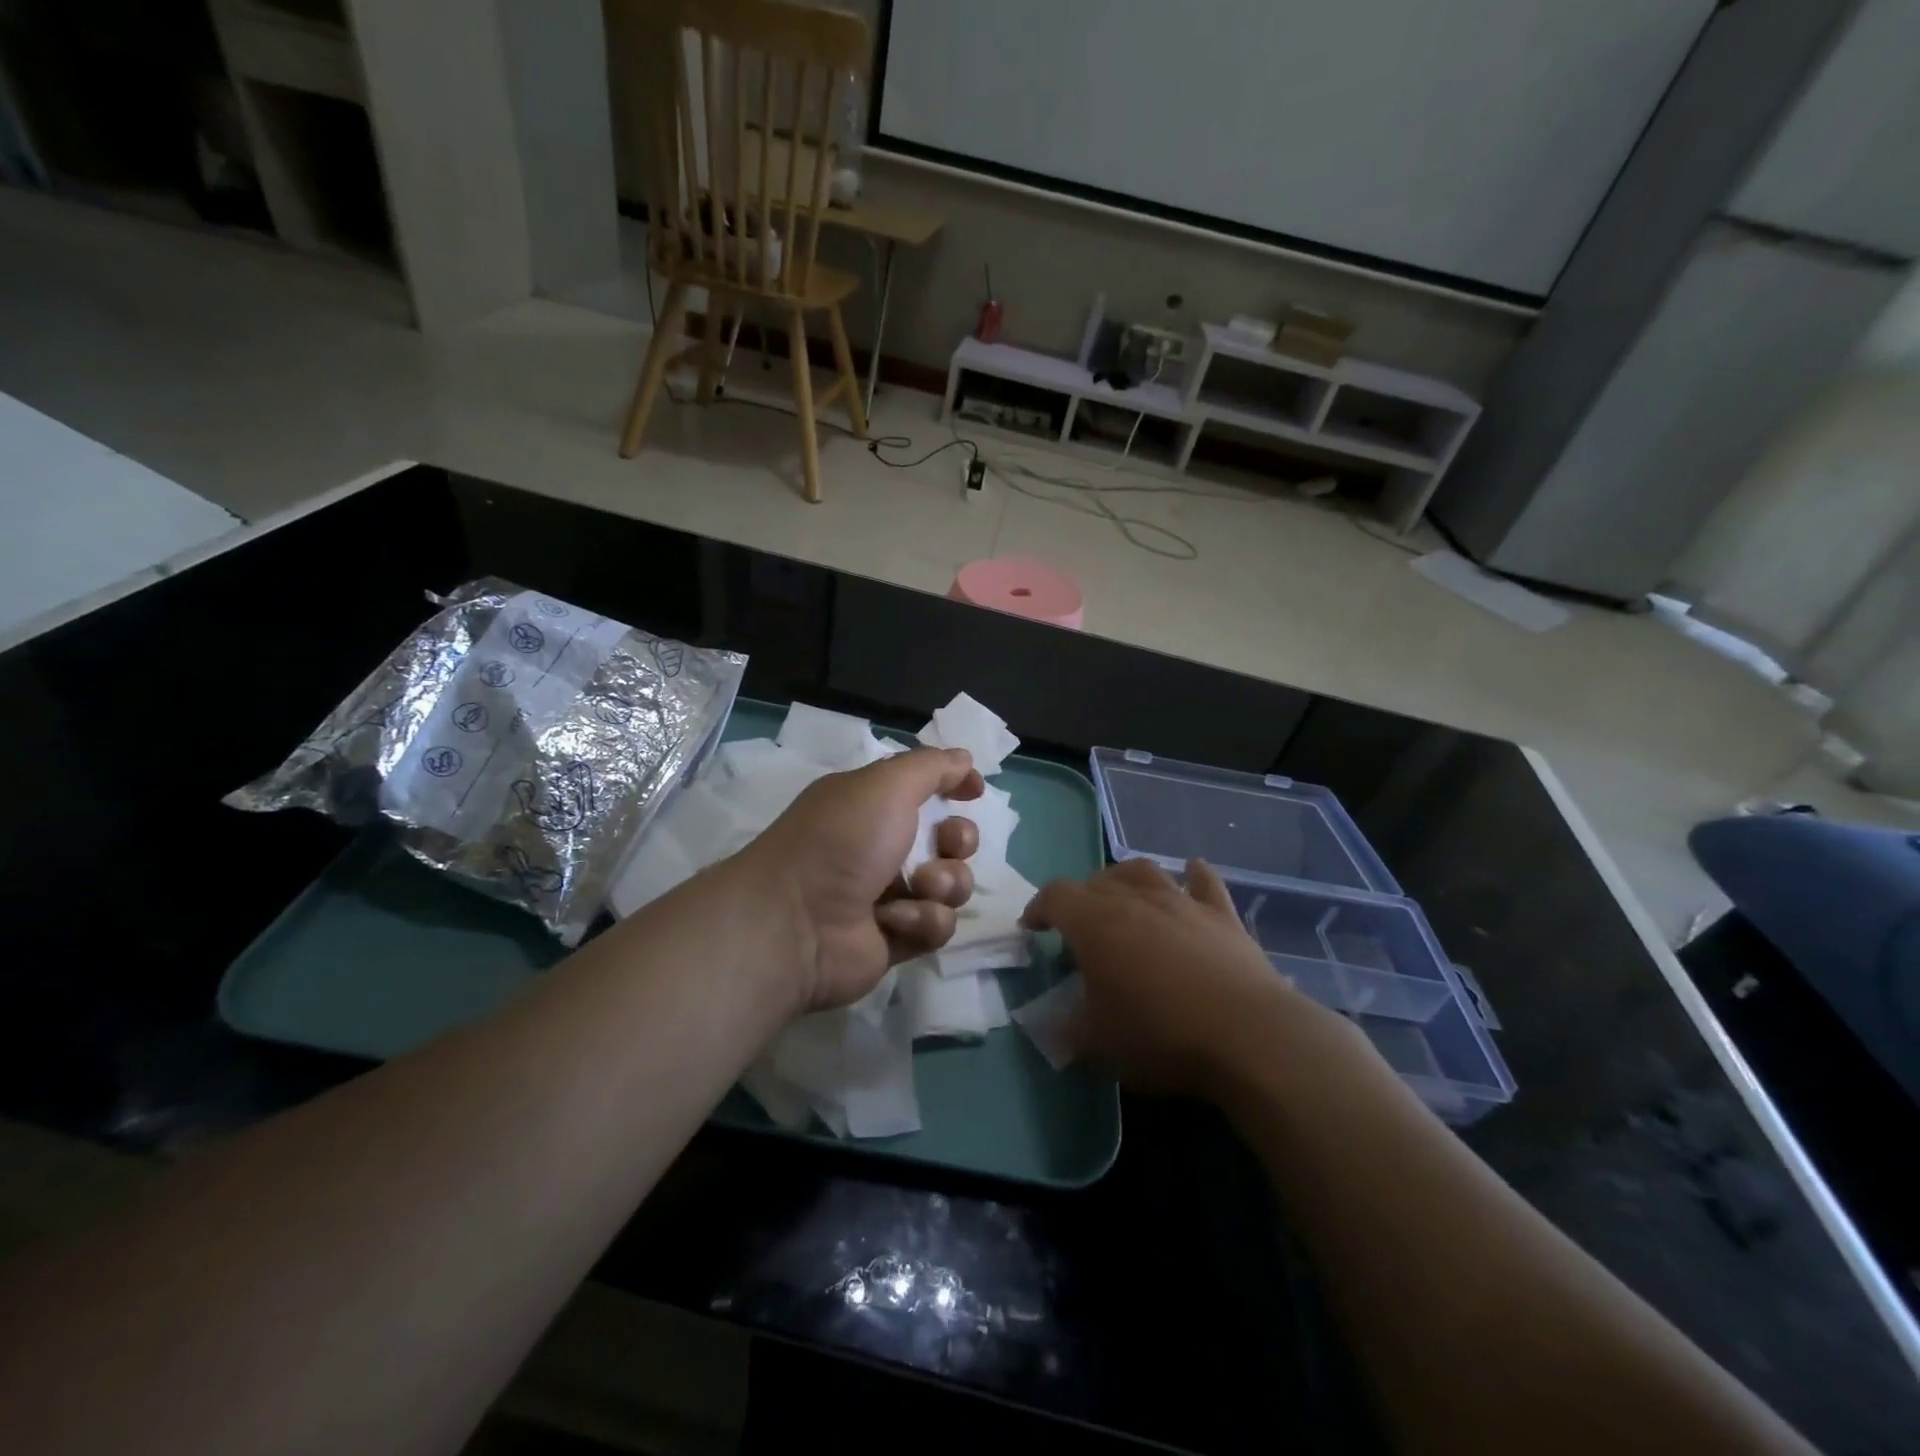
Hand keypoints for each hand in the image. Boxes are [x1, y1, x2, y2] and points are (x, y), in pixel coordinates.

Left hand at [741, 747, 984, 1011]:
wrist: (796, 924)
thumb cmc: (841, 841)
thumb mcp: (885, 785)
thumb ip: (931, 767)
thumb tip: (964, 759)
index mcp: (873, 806)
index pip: (925, 788)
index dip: (954, 786)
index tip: (974, 791)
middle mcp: (882, 847)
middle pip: (949, 840)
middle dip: (960, 839)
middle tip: (947, 844)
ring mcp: (891, 895)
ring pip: (951, 885)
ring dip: (945, 883)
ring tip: (919, 887)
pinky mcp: (897, 938)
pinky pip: (937, 925)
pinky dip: (922, 920)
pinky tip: (893, 921)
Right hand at [1023, 857, 1347, 1095]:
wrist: (1247, 1035)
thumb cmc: (1159, 1035)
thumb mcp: (1098, 1043)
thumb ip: (1066, 1029)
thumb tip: (1051, 1025)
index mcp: (1094, 923)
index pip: (1055, 897)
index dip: (1039, 909)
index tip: (1033, 929)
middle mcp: (1134, 899)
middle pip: (1096, 881)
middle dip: (1079, 898)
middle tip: (1078, 926)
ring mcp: (1181, 901)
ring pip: (1144, 871)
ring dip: (1125, 879)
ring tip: (1122, 896)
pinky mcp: (1222, 915)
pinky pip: (1204, 882)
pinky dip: (1193, 875)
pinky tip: (1190, 872)